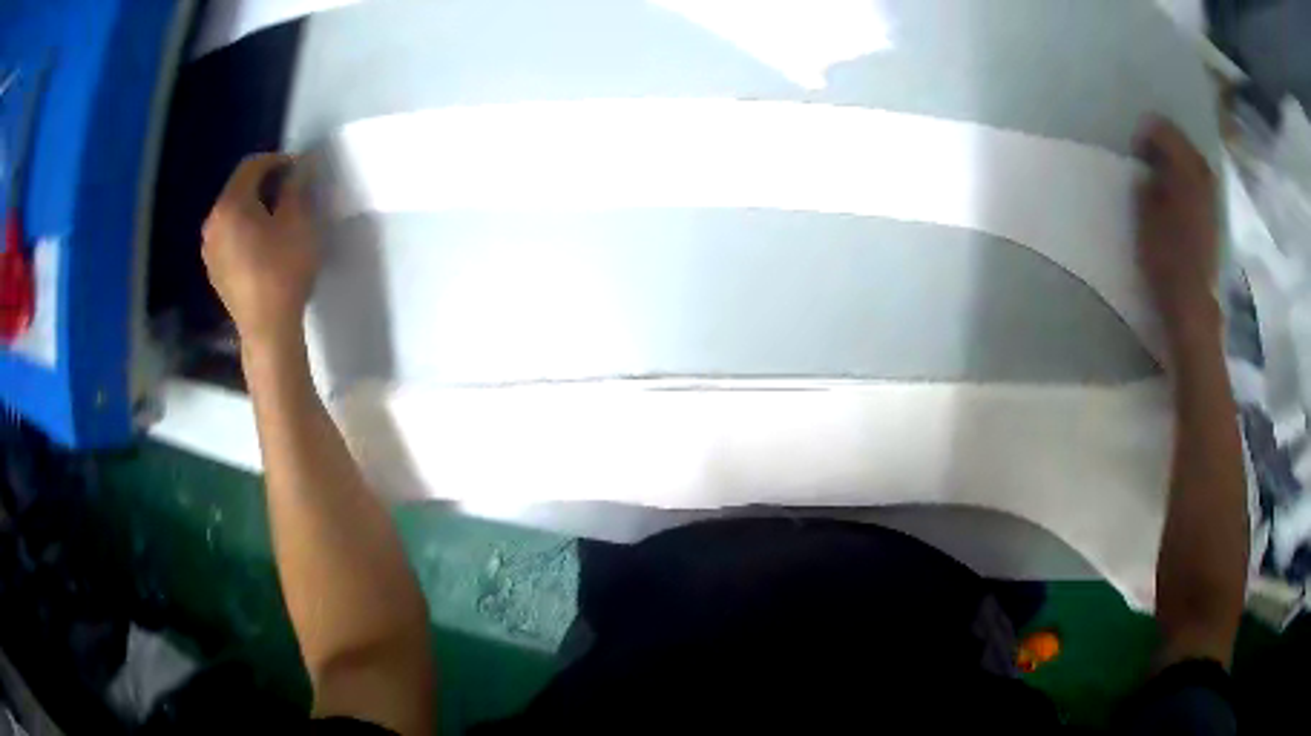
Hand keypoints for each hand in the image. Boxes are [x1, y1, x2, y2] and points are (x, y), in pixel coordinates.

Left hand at [202, 154, 319, 353]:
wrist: (268, 329)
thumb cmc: (283, 271)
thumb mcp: (298, 222)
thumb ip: (296, 187)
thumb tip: (299, 167)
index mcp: (230, 205)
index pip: (251, 166)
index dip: (277, 160)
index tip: (299, 169)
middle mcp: (213, 222)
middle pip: (239, 189)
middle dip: (265, 184)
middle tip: (291, 192)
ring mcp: (210, 250)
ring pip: (233, 214)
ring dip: (255, 208)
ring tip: (278, 219)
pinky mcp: (214, 271)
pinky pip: (229, 237)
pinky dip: (245, 231)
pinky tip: (264, 245)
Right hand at [1134, 116, 1220, 350]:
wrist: (1195, 304)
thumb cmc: (1167, 260)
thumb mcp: (1146, 218)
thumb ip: (1146, 185)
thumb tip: (1149, 171)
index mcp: (1185, 170)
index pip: (1164, 130)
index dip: (1146, 135)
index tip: (1135, 154)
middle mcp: (1203, 176)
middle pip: (1183, 143)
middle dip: (1165, 147)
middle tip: (1148, 162)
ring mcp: (1213, 198)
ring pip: (1194, 163)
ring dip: (1178, 165)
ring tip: (1163, 180)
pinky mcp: (1216, 217)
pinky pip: (1201, 184)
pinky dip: (1189, 183)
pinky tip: (1180, 197)